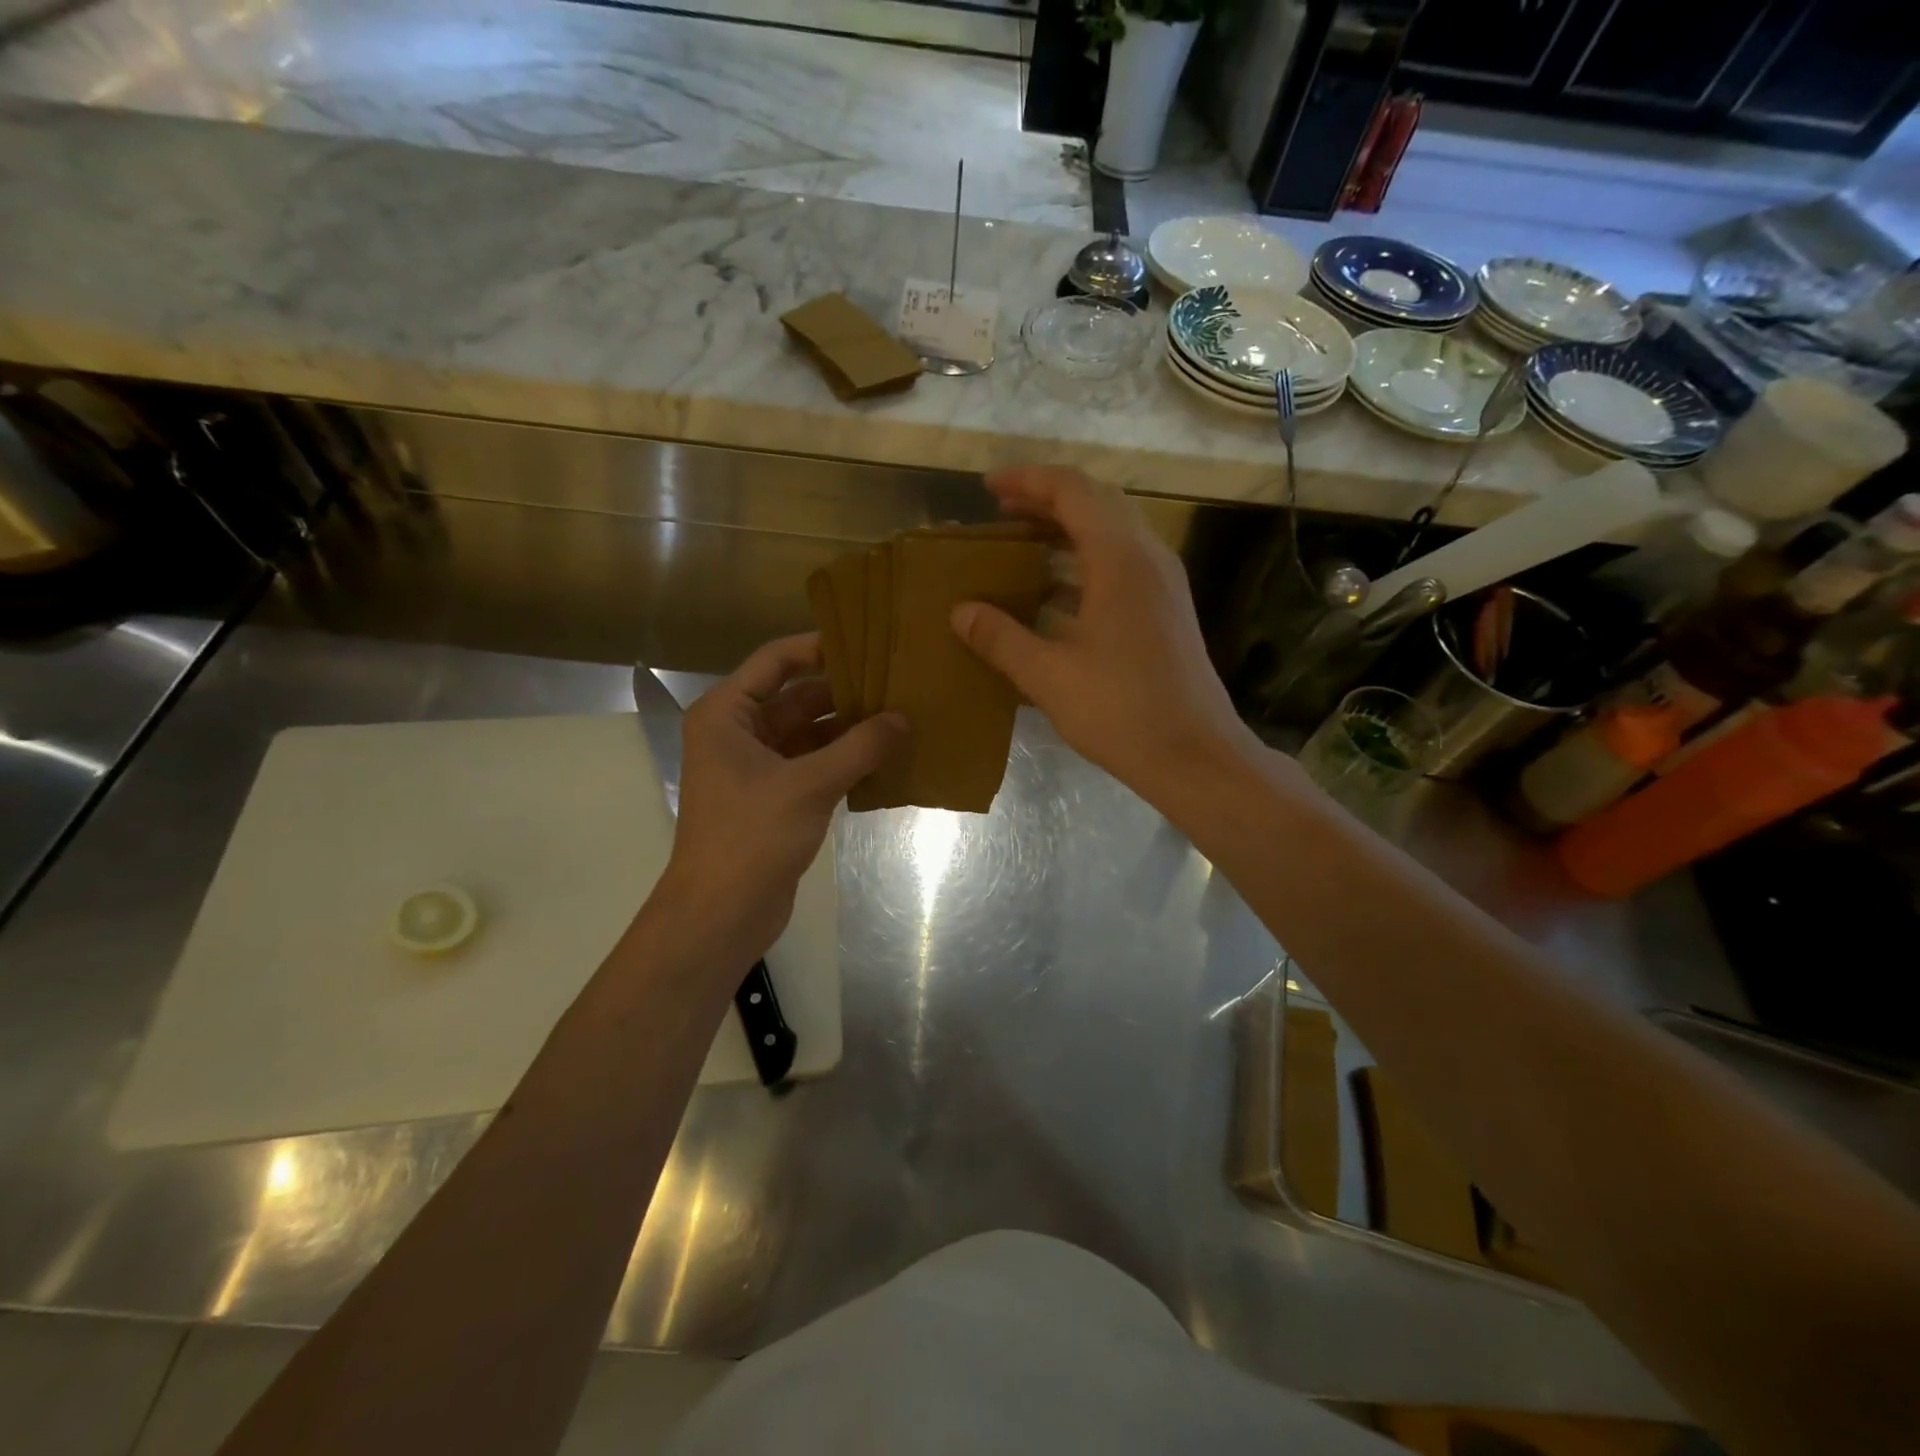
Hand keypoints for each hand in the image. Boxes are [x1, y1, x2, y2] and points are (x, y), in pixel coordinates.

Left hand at [659, 634, 904, 957]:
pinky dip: (844, 759)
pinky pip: (814, 764)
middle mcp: (738, 732)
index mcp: (727, 714)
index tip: (867, 642)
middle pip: (797, 697)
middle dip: (844, 692)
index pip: (776, 661)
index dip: (819, 648)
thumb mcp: (809, 785)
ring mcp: (757, 767)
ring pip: (809, 733)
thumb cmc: (752, 837)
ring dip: (849, 728)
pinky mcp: (775, 797)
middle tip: (897, 681)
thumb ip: (859, 748)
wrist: (721, 914)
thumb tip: (904, 718)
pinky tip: (885, 756)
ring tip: (901, 715)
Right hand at [950, 466, 1260, 802]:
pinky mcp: (1166, 608)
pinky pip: (1122, 562)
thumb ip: (1001, 638)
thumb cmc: (1121, 711)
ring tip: (1021, 542)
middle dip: (1046, 499)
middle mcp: (1148, 556)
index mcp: (1120, 558)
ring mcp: (1163, 582)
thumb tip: (960, 612)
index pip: (1072, 490)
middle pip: (1096, 502)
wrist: (1194, 754)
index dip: (1027, 481)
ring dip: (1067, 528)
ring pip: (1112, 531)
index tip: (988, 488)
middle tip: (1001, 511)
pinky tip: (1055, 590)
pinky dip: (1085, 559)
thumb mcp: (1048, 675)